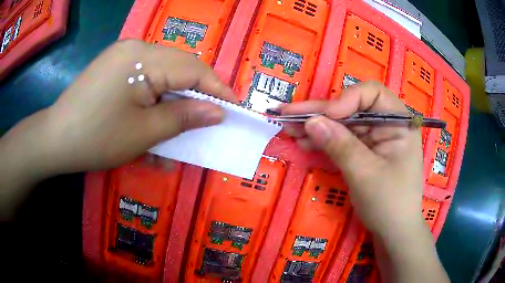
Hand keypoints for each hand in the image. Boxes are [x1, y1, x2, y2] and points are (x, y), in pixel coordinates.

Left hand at [39, 39, 235, 173]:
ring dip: (176, 95)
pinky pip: (144, 75)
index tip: (234, 107)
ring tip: (185, 117)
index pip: (193, 68)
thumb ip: (184, 117)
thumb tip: (218, 111)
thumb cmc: (96, 138)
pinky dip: (156, 94)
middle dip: (198, 91)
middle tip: (211, 115)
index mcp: (142, 57)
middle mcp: (135, 47)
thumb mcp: (144, 132)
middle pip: (179, 66)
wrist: (55, 139)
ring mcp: (122, 54)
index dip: (217, 88)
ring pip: (162, 70)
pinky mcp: (114, 65)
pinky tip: (156, 111)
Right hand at [281, 81, 424, 238]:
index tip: (326, 116)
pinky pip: (341, 139)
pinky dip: (323, 140)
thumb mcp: (365, 174)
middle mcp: (386, 125)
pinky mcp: (363, 151)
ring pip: (343, 123)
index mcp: (398, 123)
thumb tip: (311, 121)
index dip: (347, 98)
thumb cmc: (389, 203)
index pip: (372, 94)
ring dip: (316, 125)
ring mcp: (374, 138)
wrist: (393, 231)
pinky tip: (304, 141)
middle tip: (288, 113)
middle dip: (321, 112)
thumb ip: (340, 145)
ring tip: (289, 127)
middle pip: (352, 107)